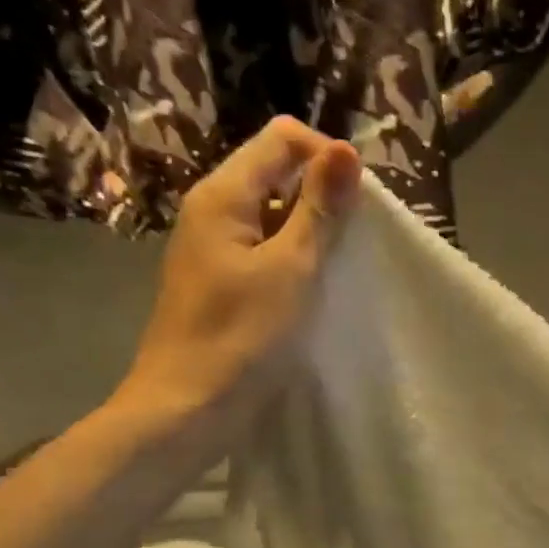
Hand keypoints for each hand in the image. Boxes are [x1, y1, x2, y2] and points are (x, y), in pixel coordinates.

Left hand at [112, 117, 360, 436]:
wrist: (188, 408)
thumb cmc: (241, 337)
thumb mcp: (291, 269)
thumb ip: (319, 210)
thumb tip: (345, 149)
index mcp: (223, 195)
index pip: (281, 139)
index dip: (326, 157)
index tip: (360, 203)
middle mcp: (212, 211)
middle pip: (276, 174)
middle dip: (322, 196)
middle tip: (354, 242)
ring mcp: (213, 250)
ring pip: (272, 217)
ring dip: (310, 233)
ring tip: (339, 269)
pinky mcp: (220, 285)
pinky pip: (263, 254)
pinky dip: (292, 262)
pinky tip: (312, 293)